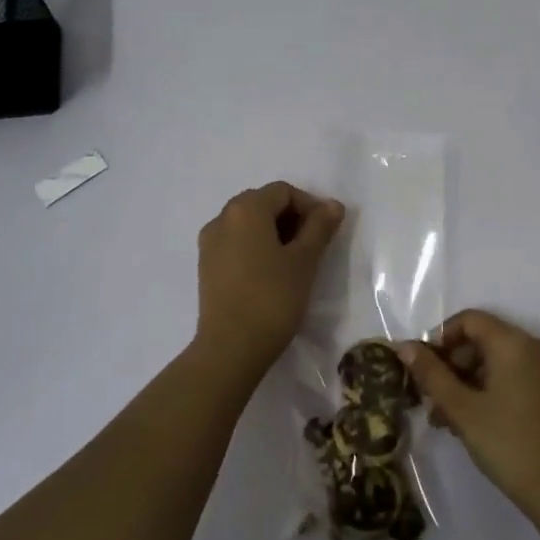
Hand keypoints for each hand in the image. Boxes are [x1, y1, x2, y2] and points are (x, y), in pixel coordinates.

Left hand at [194, 182, 344, 375]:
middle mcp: (222, 218)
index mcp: (245, 209)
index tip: (326, 232)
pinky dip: (255, 247)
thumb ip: (320, 227)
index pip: (283, 192)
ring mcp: (209, 243)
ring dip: (273, 233)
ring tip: (294, 261)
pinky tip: (271, 274)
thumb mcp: (304, 260)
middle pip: (263, 203)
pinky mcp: (206, 266)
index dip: (309, 206)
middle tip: (313, 245)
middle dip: (291, 218)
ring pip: (247, 224)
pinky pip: (235, 243)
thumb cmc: (272, 297)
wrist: (231, 347)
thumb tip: (332, 205)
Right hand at [397, 310, 539, 516]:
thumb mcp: (462, 409)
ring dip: (468, 383)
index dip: (441, 338)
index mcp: (514, 342)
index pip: (470, 320)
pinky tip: (472, 423)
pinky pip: (515, 377)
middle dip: (452, 366)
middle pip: (483, 340)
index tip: (424, 370)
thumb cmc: (509, 443)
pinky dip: (490, 390)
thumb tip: (404, 347)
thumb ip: (431, 374)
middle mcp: (536, 347)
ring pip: (497, 362)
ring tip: (446, 420)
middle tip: (431, 401)